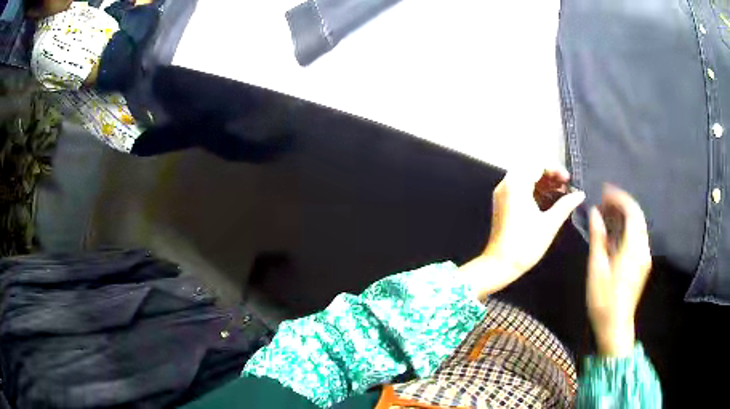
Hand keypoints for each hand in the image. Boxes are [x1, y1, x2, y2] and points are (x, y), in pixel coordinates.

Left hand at [462, 167, 584, 298]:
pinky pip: (520, 188)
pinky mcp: (502, 203)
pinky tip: (549, 200)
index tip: (569, 181)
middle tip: (566, 186)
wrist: (499, 265)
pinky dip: (534, 190)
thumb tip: (580, 194)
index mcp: (517, 184)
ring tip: (561, 193)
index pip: (537, 164)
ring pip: (525, 177)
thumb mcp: (549, 224)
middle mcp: (506, 184)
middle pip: (531, 168)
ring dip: (543, 182)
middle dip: (550, 175)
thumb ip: (565, 205)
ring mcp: (502, 193)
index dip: (555, 169)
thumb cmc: (525, 245)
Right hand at [587, 186, 651, 356]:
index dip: (619, 198)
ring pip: (638, 226)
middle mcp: (643, 249)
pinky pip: (637, 237)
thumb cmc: (603, 300)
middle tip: (604, 200)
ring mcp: (644, 257)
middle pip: (637, 216)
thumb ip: (598, 238)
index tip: (604, 191)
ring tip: (607, 213)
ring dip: (624, 215)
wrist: (615, 327)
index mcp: (633, 248)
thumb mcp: (597, 268)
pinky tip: (614, 231)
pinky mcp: (642, 264)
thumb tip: (594, 213)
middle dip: (622, 204)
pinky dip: (627, 228)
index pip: (632, 212)